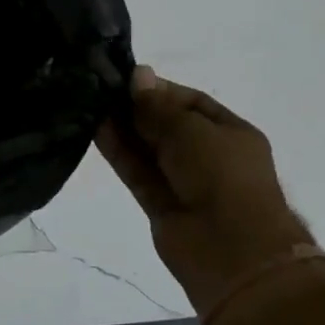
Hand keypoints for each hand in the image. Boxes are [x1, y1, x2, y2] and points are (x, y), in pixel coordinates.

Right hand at [96, 65, 314, 315]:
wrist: (233, 251)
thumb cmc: (223, 176)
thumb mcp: (191, 129)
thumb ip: (157, 106)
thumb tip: (138, 74)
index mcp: (230, 133)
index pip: (192, 103)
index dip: (160, 90)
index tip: (127, 79)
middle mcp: (208, 156)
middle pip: (167, 125)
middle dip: (138, 108)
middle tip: (102, 88)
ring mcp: (183, 182)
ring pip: (148, 149)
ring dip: (123, 128)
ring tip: (91, 103)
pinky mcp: (160, 205)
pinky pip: (137, 172)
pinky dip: (119, 152)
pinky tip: (95, 129)